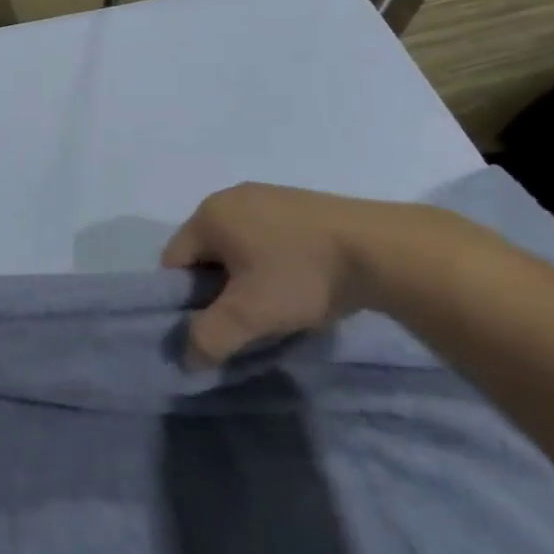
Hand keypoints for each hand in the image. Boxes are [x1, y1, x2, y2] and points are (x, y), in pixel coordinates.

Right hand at [163, 185, 447, 365]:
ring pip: (238, 247)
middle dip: (218, 290)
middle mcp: (230, 197)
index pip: (174, 262)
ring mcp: (266, 196)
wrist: (379, 248)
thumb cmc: (301, 275)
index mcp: (209, 214)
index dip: (184, 300)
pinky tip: (299, 284)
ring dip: (246, 279)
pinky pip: (266, 238)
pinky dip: (272, 264)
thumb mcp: (250, 315)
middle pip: (205, 254)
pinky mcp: (297, 204)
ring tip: (276, 305)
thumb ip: (210, 338)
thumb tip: (187, 357)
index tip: (214, 324)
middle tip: (245, 320)